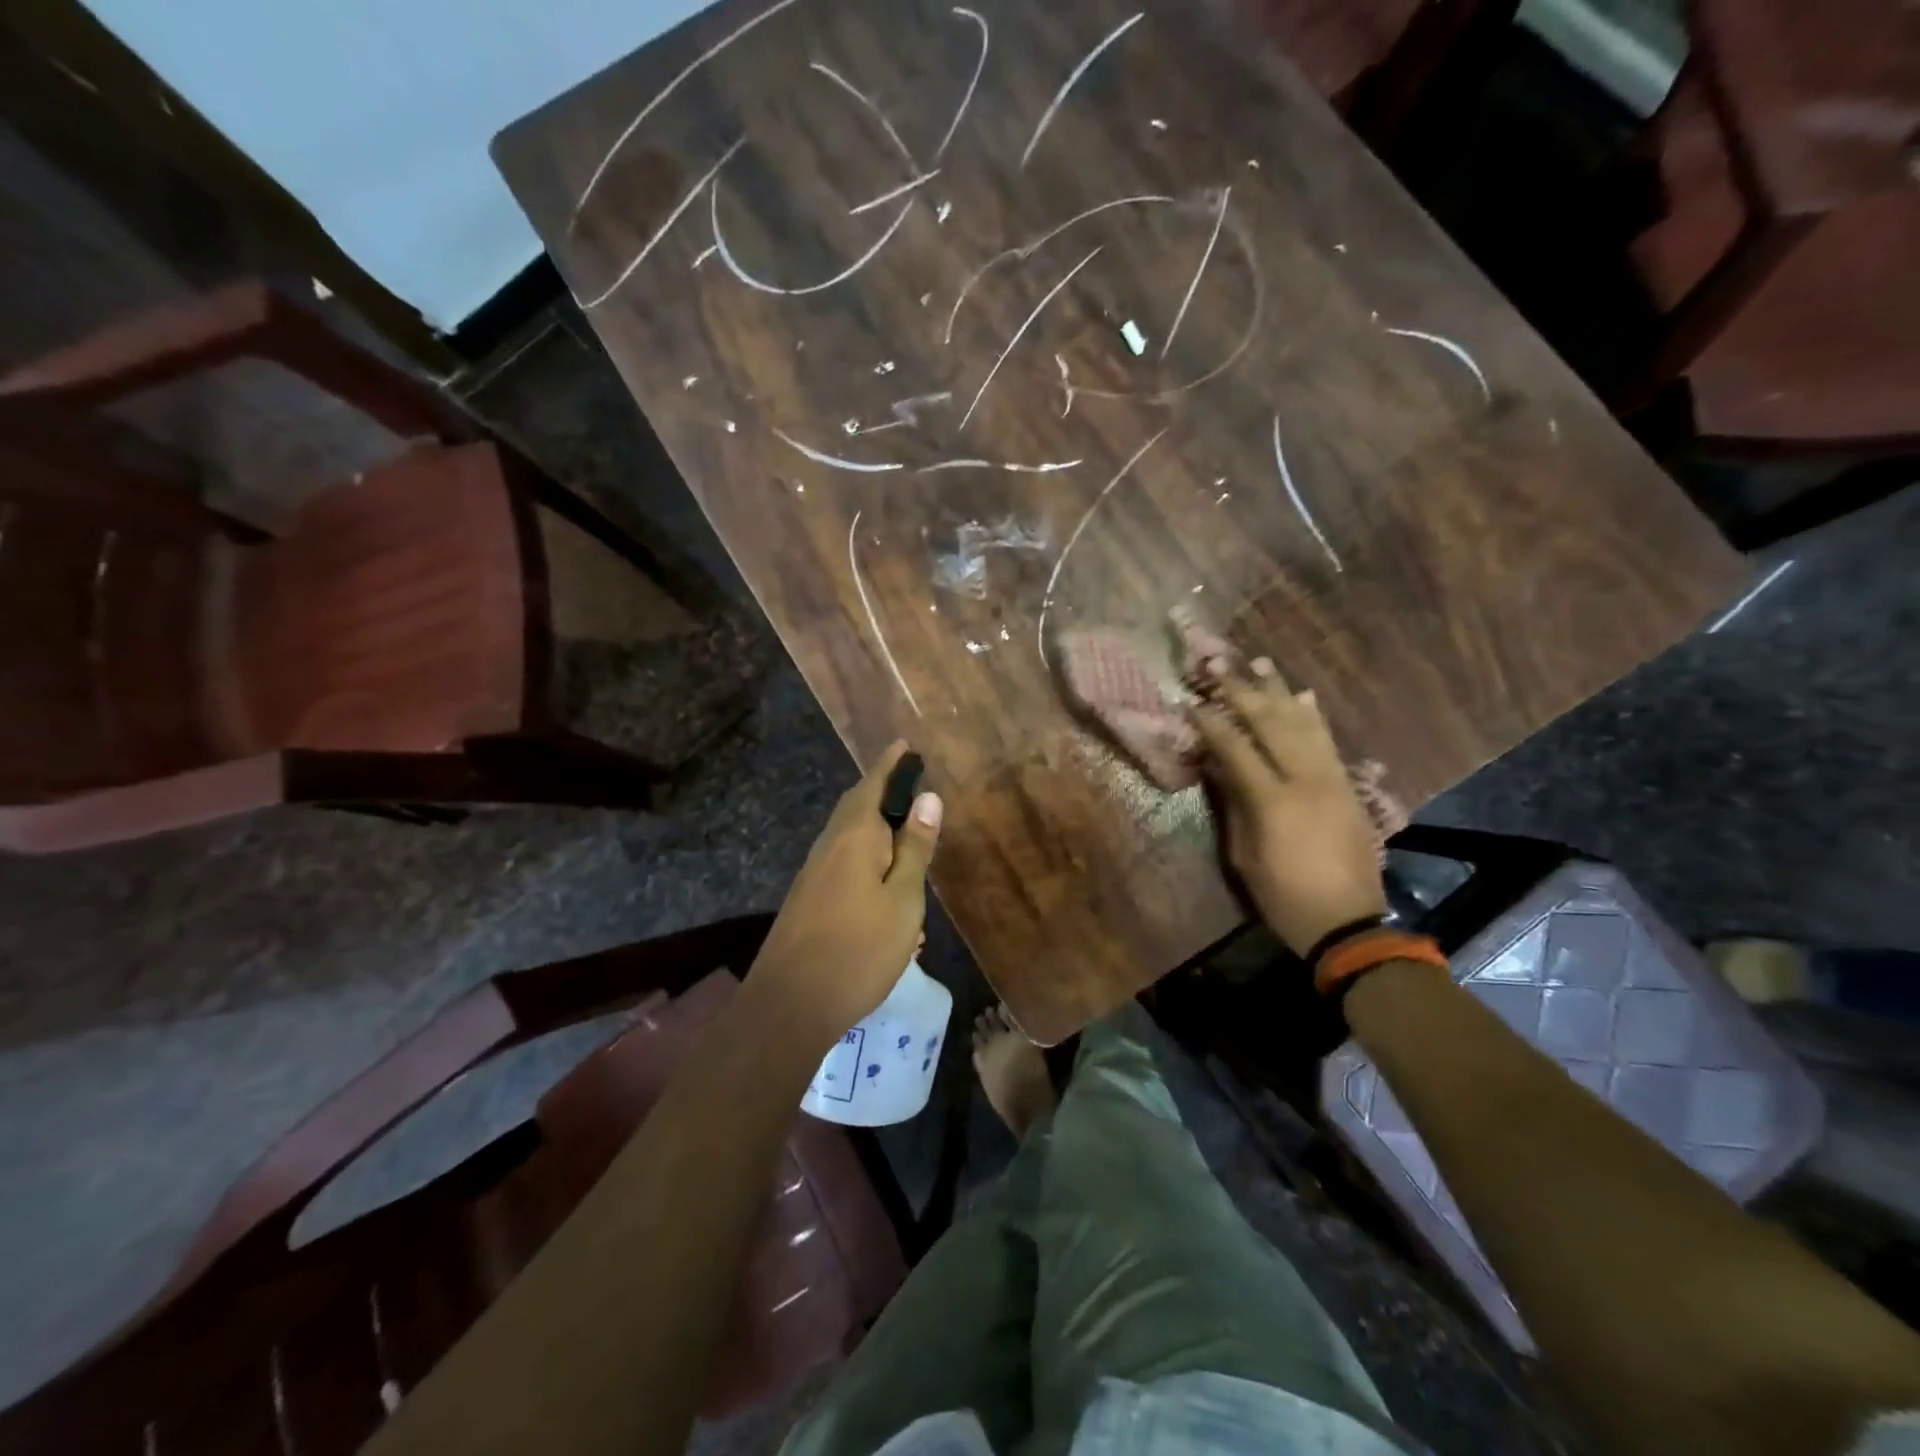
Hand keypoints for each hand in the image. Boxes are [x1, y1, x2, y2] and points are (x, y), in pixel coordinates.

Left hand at [748, 741, 943, 1047]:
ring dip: (872, 822)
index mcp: (855, 836)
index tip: (904, 744)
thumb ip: (915, 848)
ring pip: (847, 833)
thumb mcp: (903, 899)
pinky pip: (841, 858)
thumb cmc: (859, 948)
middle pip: (856, 805)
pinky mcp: (808, 896)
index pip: (874, 785)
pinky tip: (880, 876)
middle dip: (880, 789)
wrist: (790, 1003)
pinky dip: (864, 852)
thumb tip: (928, 798)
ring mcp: (814, 871)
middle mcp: (830, 845)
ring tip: (899, 825)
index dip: (891, 764)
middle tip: (906, 779)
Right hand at [1190, 658, 1387, 956]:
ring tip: (1261, 663)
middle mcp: (1305, 780)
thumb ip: (1232, 805)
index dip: (1212, 723)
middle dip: (1242, 691)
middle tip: (1220, 664)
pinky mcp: (1348, 786)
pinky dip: (1314, 716)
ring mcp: (1331, 779)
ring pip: (1303, 724)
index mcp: (1272, 801)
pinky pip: (1328, 741)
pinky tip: (1303, 695)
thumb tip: (1217, 767)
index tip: (1192, 701)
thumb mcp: (1244, 855)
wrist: (1349, 923)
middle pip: (1270, 724)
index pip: (1236, 749)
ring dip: (1279, 691)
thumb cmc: (1283, 896)